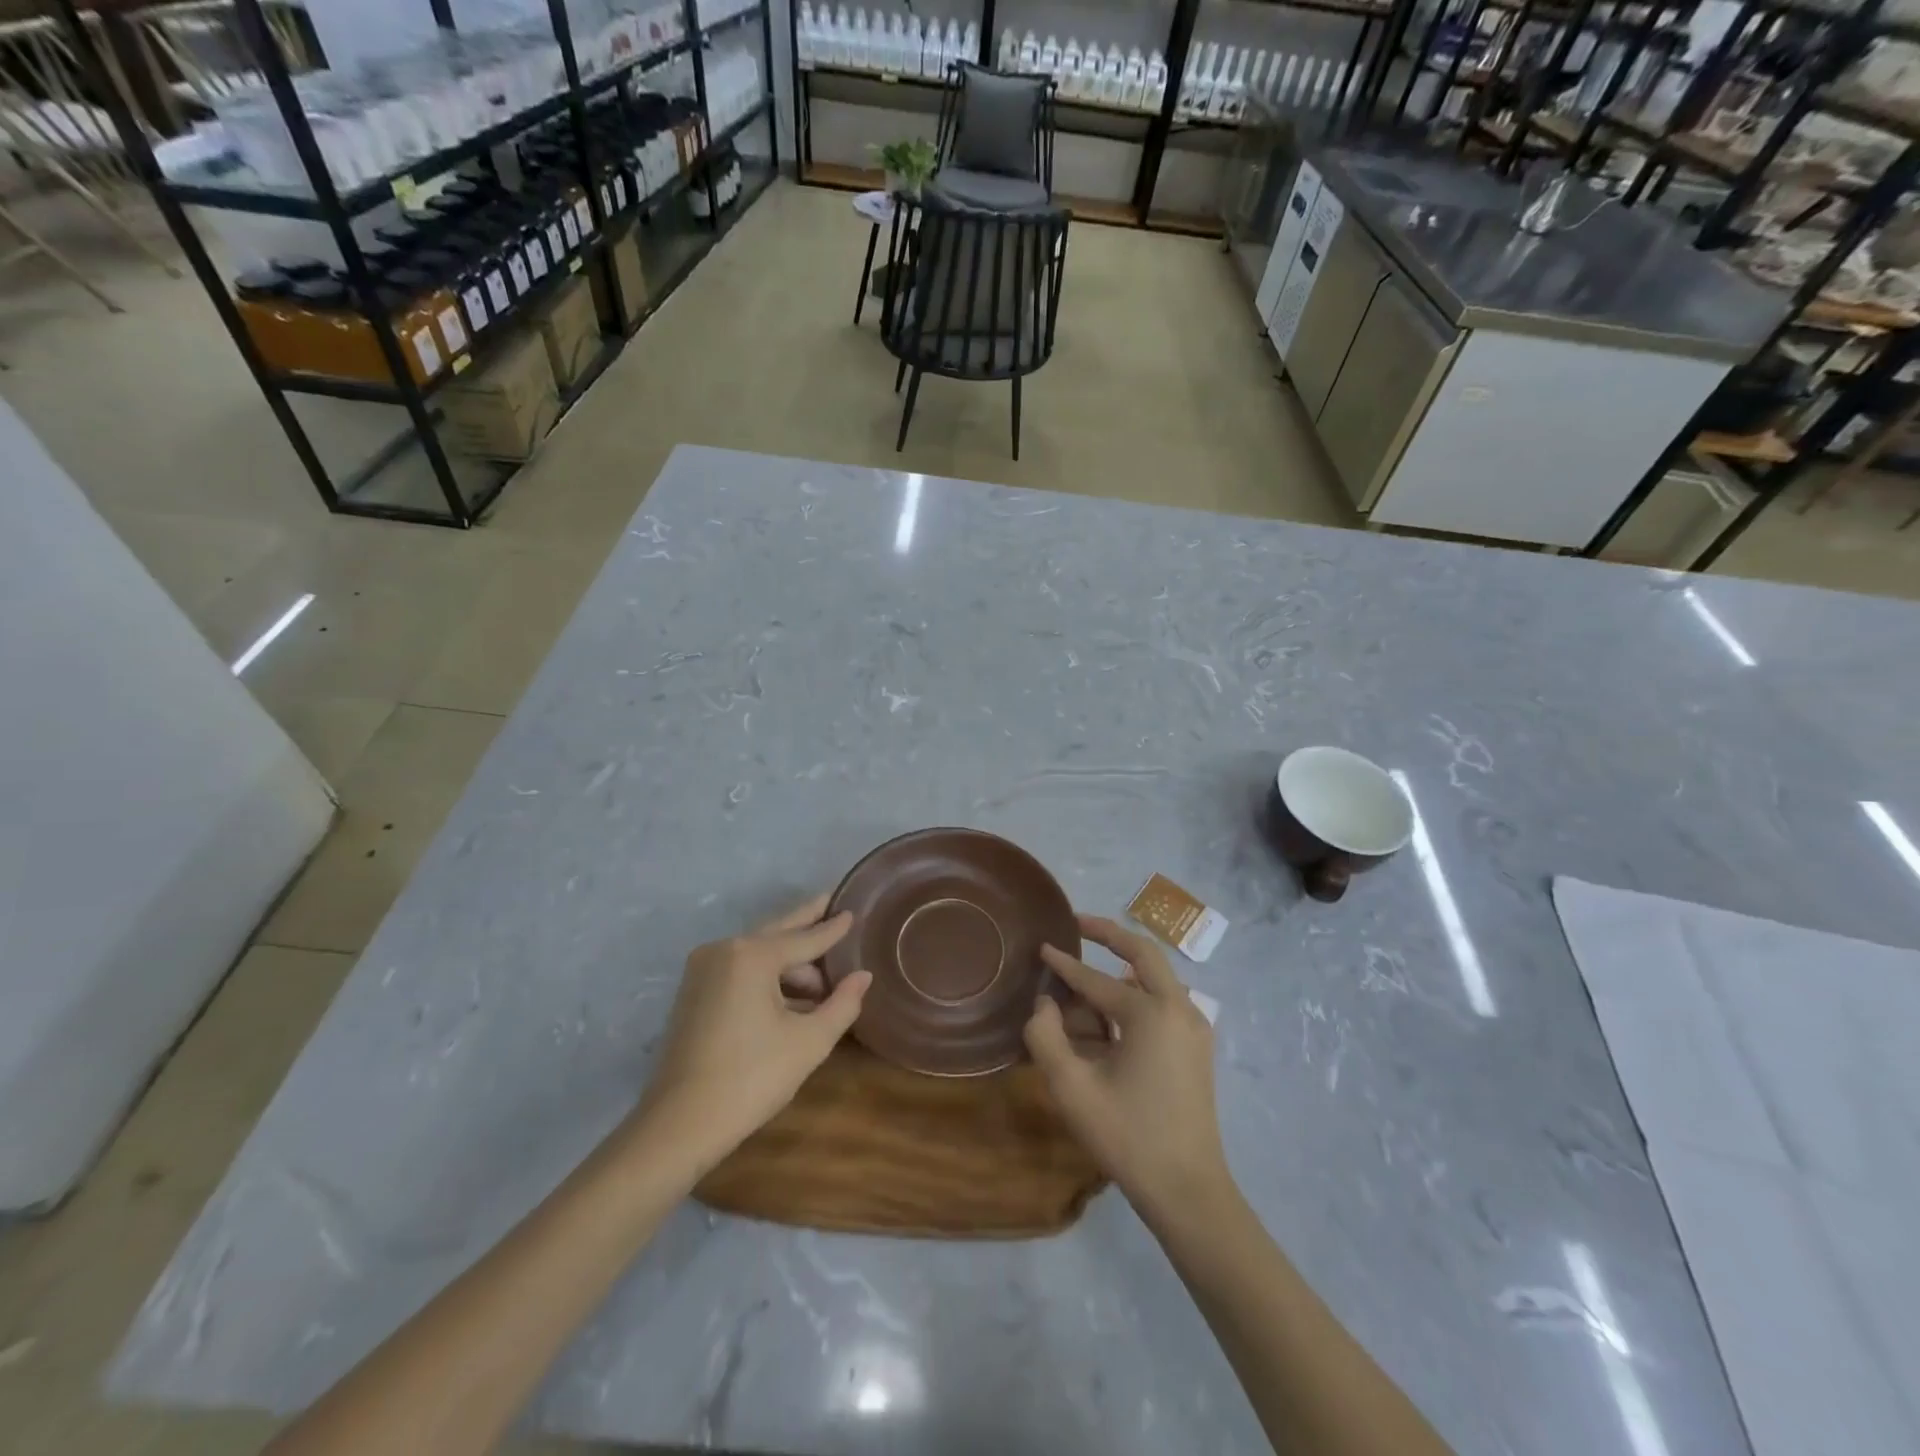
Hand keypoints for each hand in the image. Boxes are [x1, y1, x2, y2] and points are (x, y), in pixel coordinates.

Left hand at [637, 895, 870, 1166]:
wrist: (679, 1125)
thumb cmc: (751, 1078)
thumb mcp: (809, 1042)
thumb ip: (842, 1004)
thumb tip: (863, 976)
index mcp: (752, 955)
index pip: (805, 938)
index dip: (833, 928)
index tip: (853, 911)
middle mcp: (724, 950)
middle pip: (777, 932)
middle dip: (807, 922)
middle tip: (831, 903)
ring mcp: (703, 969)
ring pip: (758, 954)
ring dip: (790, 963)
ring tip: (824, 980)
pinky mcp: (693, 991)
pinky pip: (740, 970)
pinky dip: (767, 977)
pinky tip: (792, 997)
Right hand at [1026, 915, 1231, 1222]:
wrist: (1188, 1191)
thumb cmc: (1128, 1137)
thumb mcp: (1072, 1089)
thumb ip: (1046, 1037)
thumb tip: (1044, 1004)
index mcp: (1151, 1013)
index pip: (1096, 979)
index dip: (1064, 964)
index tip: (1041, 946)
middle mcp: (1179, 1008)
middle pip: (1143, 952)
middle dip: (1109, 933)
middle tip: (1078, 923)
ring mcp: (1194, 1027)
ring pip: (1155, 978)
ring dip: (1122, 969)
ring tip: (1086, 976)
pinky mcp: (1197, 1048)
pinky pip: (1164, 1003)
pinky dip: (1136, 994)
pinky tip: (1111, 1014)